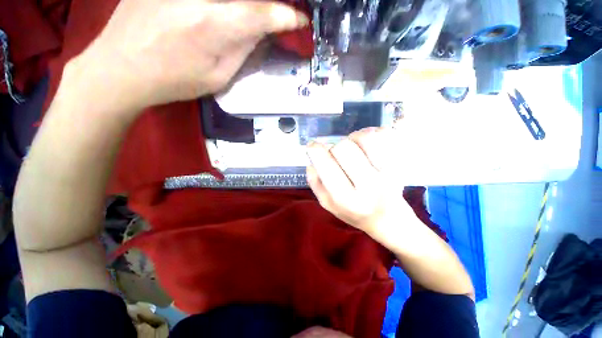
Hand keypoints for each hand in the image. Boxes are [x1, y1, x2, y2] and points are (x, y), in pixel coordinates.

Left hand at [72, 0, 308, 109]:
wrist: (120, 68)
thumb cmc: (174, 81)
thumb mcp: (218, 78)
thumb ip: (242, 51)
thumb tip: (262, 31)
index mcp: (213, 26)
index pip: (261, 13)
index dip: (286, 15)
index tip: (299, 20)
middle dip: (267, 2)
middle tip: (276, 11)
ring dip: (245, 3)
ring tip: (250, 14)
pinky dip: (222, 3)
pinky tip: (225, 11)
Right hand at [306, 127, 411, 235]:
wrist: (388, 220)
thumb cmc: (353, 212)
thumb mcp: (327, 203)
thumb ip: (315, 181)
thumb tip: (312, 157)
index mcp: (345, 198)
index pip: (326, 163)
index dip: (315, 149)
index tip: (313, 145)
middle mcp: (368, 186)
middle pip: (343, 147)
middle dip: (335, 147)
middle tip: (339, 156)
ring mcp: (388, 174)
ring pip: (365, 137)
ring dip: (353, 138)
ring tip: (355, 148)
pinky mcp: (400, 165)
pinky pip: (385, 135)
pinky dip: (372, 133)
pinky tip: (368, 144)